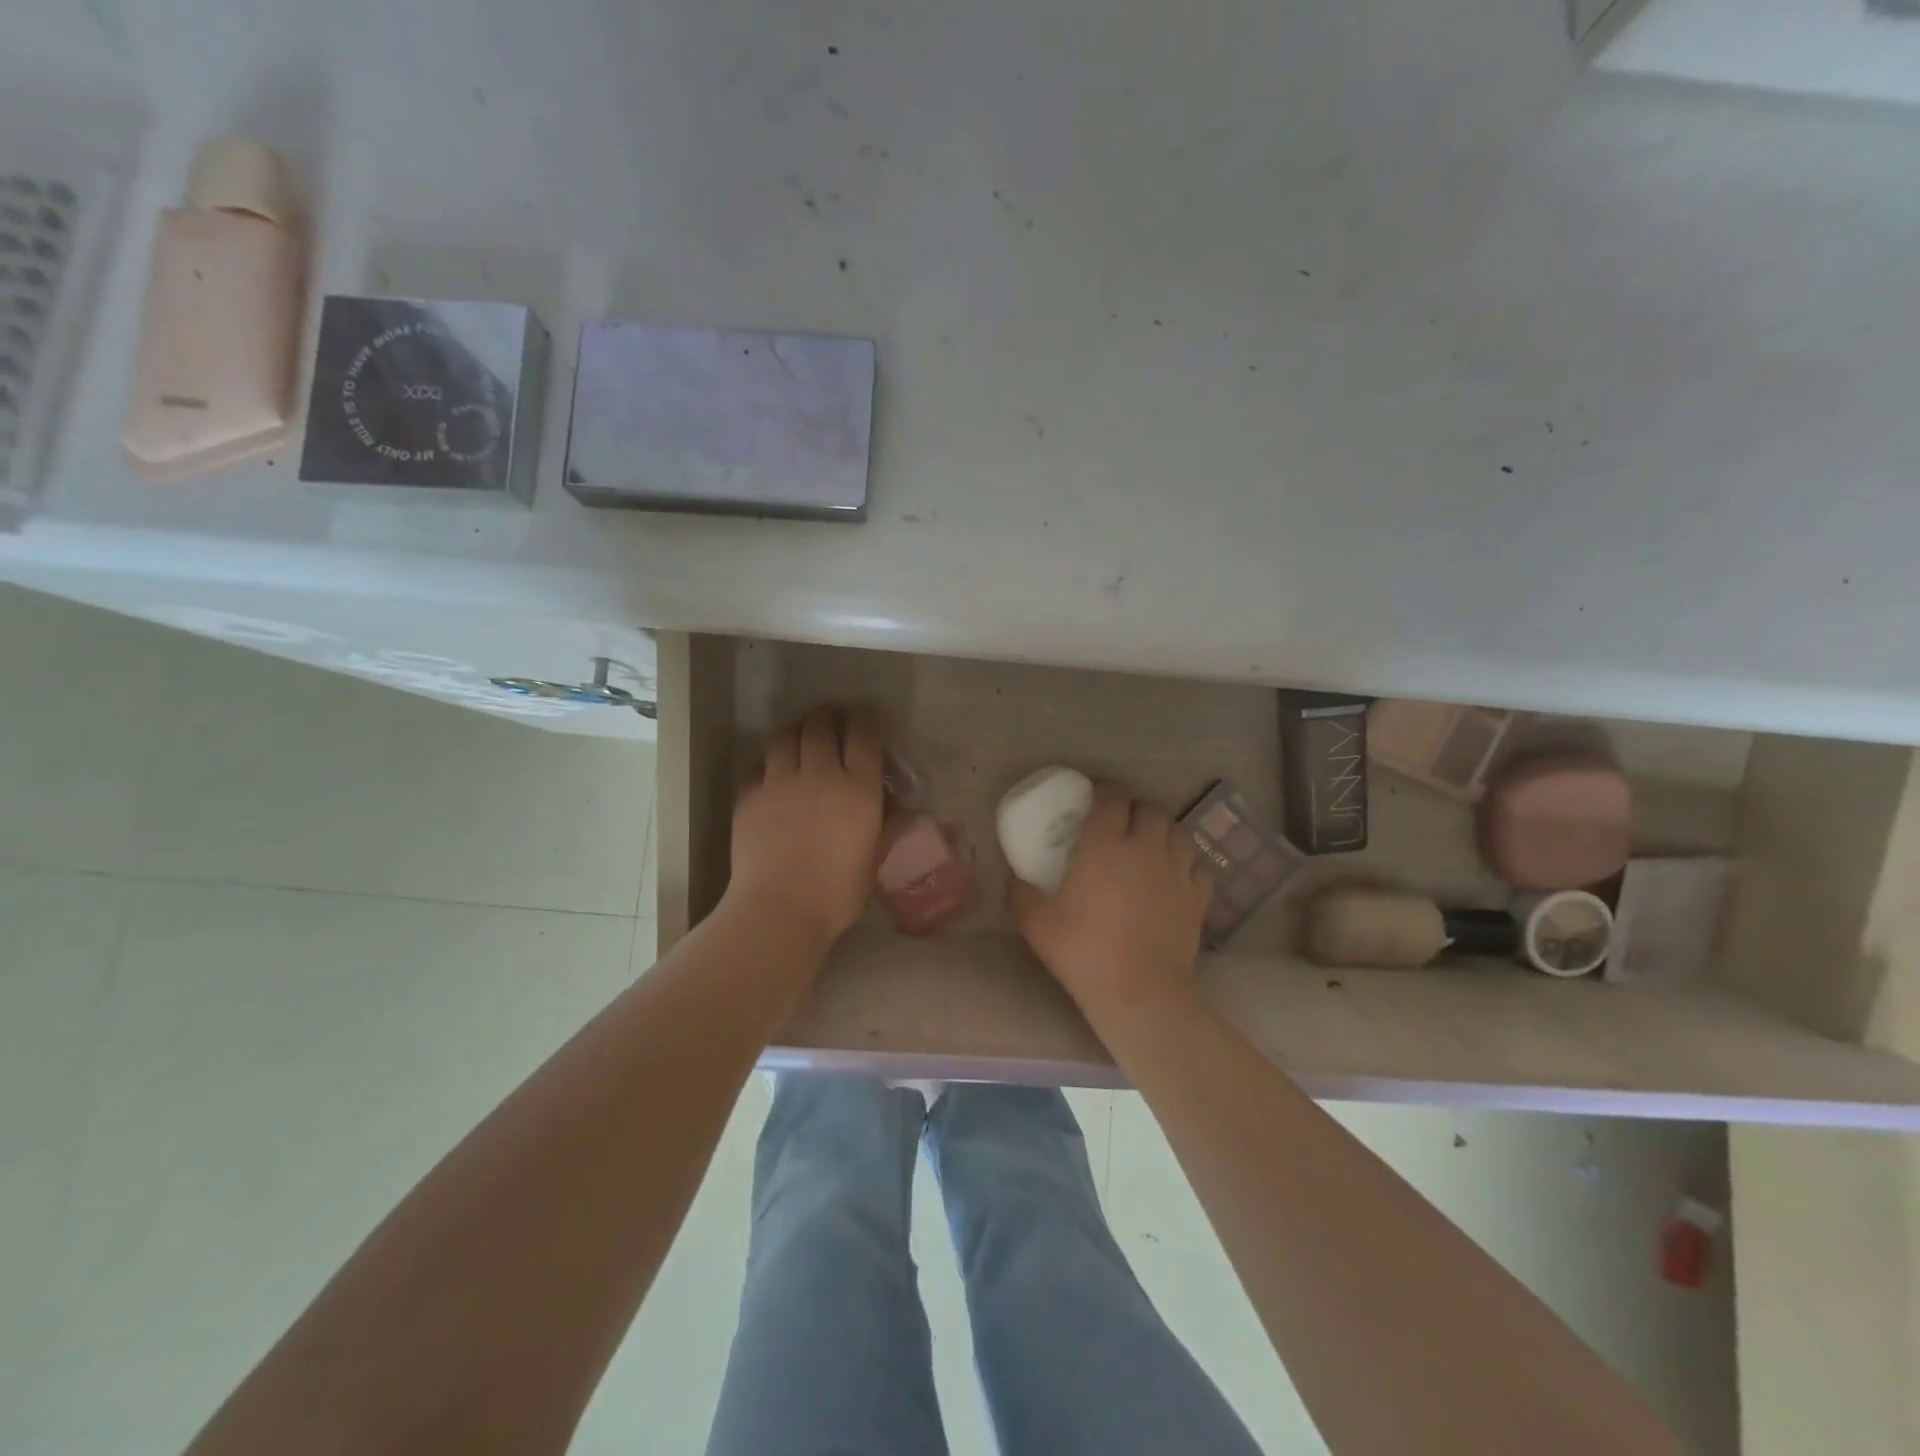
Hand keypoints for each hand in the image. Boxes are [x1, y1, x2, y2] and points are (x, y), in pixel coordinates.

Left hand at [724, 706, 884, 951]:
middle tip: (834, 721)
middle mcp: (819, 774)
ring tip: (801, 739)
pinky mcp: (749, 795)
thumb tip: (901, 811)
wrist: (778, 911)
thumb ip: (886, 828)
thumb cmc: (836, 894)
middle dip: (830, 716)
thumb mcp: (873, 860)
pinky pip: (759, 765)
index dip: (867, 719)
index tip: (868, 718)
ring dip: (797, 731)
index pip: (863, 734)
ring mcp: (779, 781)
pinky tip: (773, 773)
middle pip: (821, 724)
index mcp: (857, 789)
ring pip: (785, 736)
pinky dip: (769, 762)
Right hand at [1011, 782, 1210, 1026]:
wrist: (1140, 992)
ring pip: (1178, 832)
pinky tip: (1174, 875)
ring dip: (1163, 831)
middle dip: (1135, 809)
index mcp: (1105, 844)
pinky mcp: (1198, 897)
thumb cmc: (1083, 950)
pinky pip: (1197, 865)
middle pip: (1150, 808)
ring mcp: (1177, 871)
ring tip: (1149, 844)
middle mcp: (1145, 847)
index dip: (1104, 791)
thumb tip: (1012, 879)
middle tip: (1121, 823)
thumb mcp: (1035, 922)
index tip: (1094, 798)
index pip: (1112, 798)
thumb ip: (1019, 893)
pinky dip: (1186, 863)